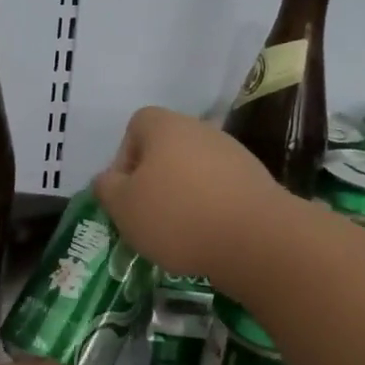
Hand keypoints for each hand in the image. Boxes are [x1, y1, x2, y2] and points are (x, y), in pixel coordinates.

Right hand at [93, 106, 282, 285]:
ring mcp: (234, 154)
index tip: (125, 191)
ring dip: (182, 196)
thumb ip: (107, 188)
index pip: (136, 125)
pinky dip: (209, 209)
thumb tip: (108, 179)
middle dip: (153, 180)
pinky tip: (207, 237)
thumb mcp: (123, 207)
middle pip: (166, 149)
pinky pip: (220, 190)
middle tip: (146, 216)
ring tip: (177, 233)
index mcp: (166, 126)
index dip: (124, 156)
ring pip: (194, 171)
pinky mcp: (257, 182)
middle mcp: (201, 130)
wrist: (257, 240)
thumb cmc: (177, 216)